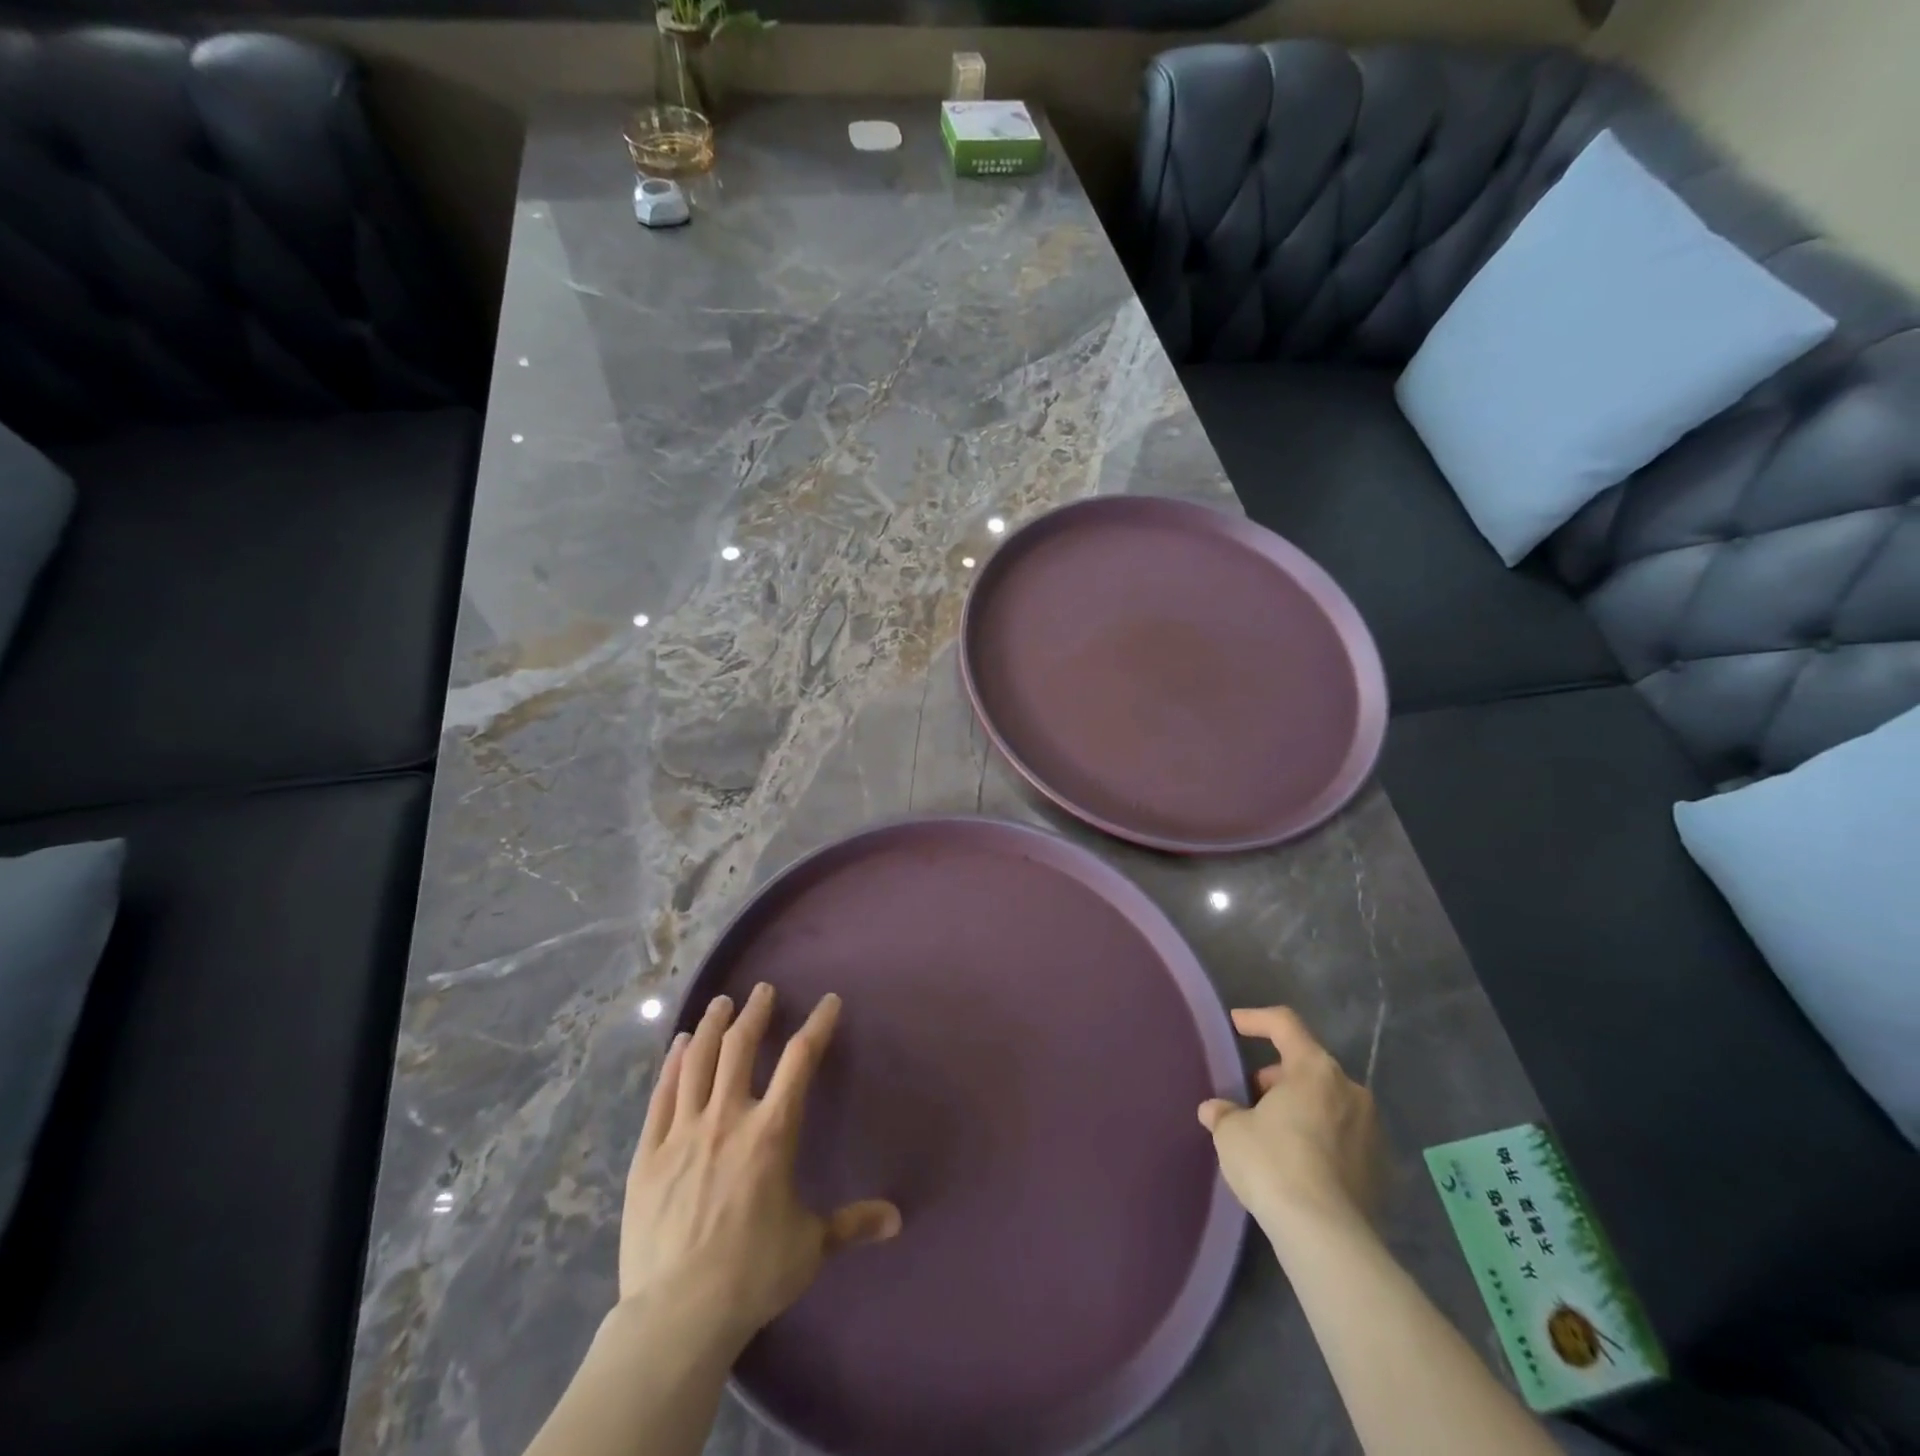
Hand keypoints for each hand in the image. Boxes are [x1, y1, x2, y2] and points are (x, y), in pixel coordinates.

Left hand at [619, 985, 900, 1353]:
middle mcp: (728, 1118)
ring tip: (720, 1003)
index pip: (800, 1060)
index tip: (828, 1002)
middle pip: (740, 1047)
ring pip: (697, 1061)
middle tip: (762, 991)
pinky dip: (672, 1064)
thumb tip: (896, 1219)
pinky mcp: (649, 1153)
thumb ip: (852, 1224)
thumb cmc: (752, 1274)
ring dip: (711, 1026)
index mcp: (772, 1132)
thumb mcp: (810, 1247)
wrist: (677, 1315)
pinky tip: (678, 1045)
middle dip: (755, 1013)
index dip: (817, 1025)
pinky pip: (662, 1095)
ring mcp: (683, 1132)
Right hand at [1197, 1006, 1386, 1240]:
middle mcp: (1350, 1090)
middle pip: (1309, 1066)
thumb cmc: (1273, 1163)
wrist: (1326, 1236)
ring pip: (1328, 1102)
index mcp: (1314, 1069)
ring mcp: (1372, 1130)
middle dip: (1278, 1076)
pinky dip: (1320, 1138)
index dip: (1257, 1019)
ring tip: (1272, 1131)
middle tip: (1252, 1095)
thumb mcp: (1232, 1133)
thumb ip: (1224, 1113)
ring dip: (1300, 1107)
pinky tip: (1297, 1163)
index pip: (1284, 1024)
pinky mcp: (1381, 1169)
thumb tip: (1216, 1110)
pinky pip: (1343, 1137)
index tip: (1236, 1024)